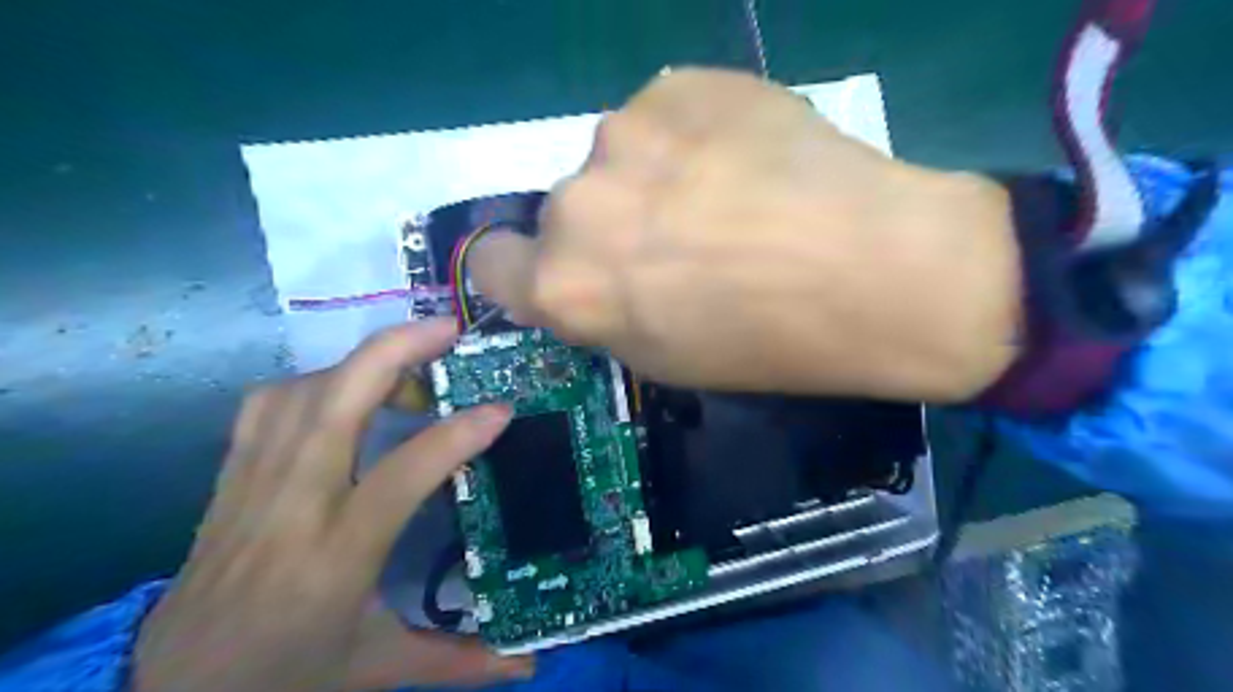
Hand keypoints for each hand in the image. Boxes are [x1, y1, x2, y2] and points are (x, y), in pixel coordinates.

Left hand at [133, 319, 529, 691]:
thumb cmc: (284, 673)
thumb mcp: (377, 668)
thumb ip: (458, 660)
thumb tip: (530, 665)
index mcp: (337, 554)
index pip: (404, 472)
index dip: (459, 433)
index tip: (502, 410)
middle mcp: (293, 504)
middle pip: (337, 400)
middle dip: (397, 350)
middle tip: (449, 329)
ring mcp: (254, 483)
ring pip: (303, 391)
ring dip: (360, 361)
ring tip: (408, 358)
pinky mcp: (231, 477)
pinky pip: (267, 406)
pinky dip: (312, 381)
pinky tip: (341, 391)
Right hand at [472, 67, 1020, 402]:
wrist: (877, 271)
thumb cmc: (766, 343)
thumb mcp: (663, 357)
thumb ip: (602, 309)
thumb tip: (586, 272)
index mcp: (567, 286)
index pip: (493, 262)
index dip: (524, 267)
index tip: (564, 268)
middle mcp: (577, 205)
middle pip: (564, 208)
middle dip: (607, 225)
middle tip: (677, 241)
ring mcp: (626, 133)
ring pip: (617, 159)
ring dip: (650, 176)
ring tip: (726, 197)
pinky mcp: (679, 85)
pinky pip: (663, 117)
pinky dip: (691, 137)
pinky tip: (747, 160)